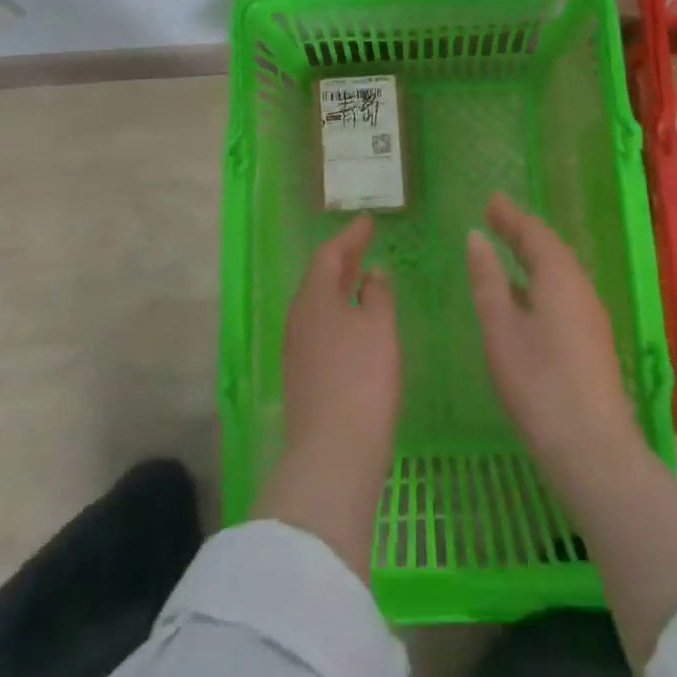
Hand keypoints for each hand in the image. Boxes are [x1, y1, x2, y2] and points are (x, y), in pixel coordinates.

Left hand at [255, 214, 398, 578]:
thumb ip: (378, 295)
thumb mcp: (379, 328)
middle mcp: (298, 318)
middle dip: (343, 259)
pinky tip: (356, 323)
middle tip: (364, 244)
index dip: (349, 237)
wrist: (332, 454)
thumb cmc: (361, 379)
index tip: (367, 222)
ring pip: (319, 304)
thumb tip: (373, 274)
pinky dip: (338, 313)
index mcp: (313, 298)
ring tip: (363, 279)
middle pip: (319, 278)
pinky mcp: (303, 375)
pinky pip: (320, 327)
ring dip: (340, 287)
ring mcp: (297, 348)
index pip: (329, 255)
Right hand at [469, 194, 676, 668]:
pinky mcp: (591, 344)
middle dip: (522, 232)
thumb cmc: (538, 384)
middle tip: (496, 218)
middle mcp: (580, 290)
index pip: (534, 234)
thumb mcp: (500, 328)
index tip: (490, 201)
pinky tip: (524, 299)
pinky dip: (540, 281)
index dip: (510, 216)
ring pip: (559, 273)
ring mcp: (590, 319)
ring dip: (533, 257)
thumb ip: (487, 280)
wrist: (593, 452)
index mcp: (559, 279)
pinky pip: (563, 294)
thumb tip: (476, 237)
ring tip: (507, 250)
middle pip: (551, 250)